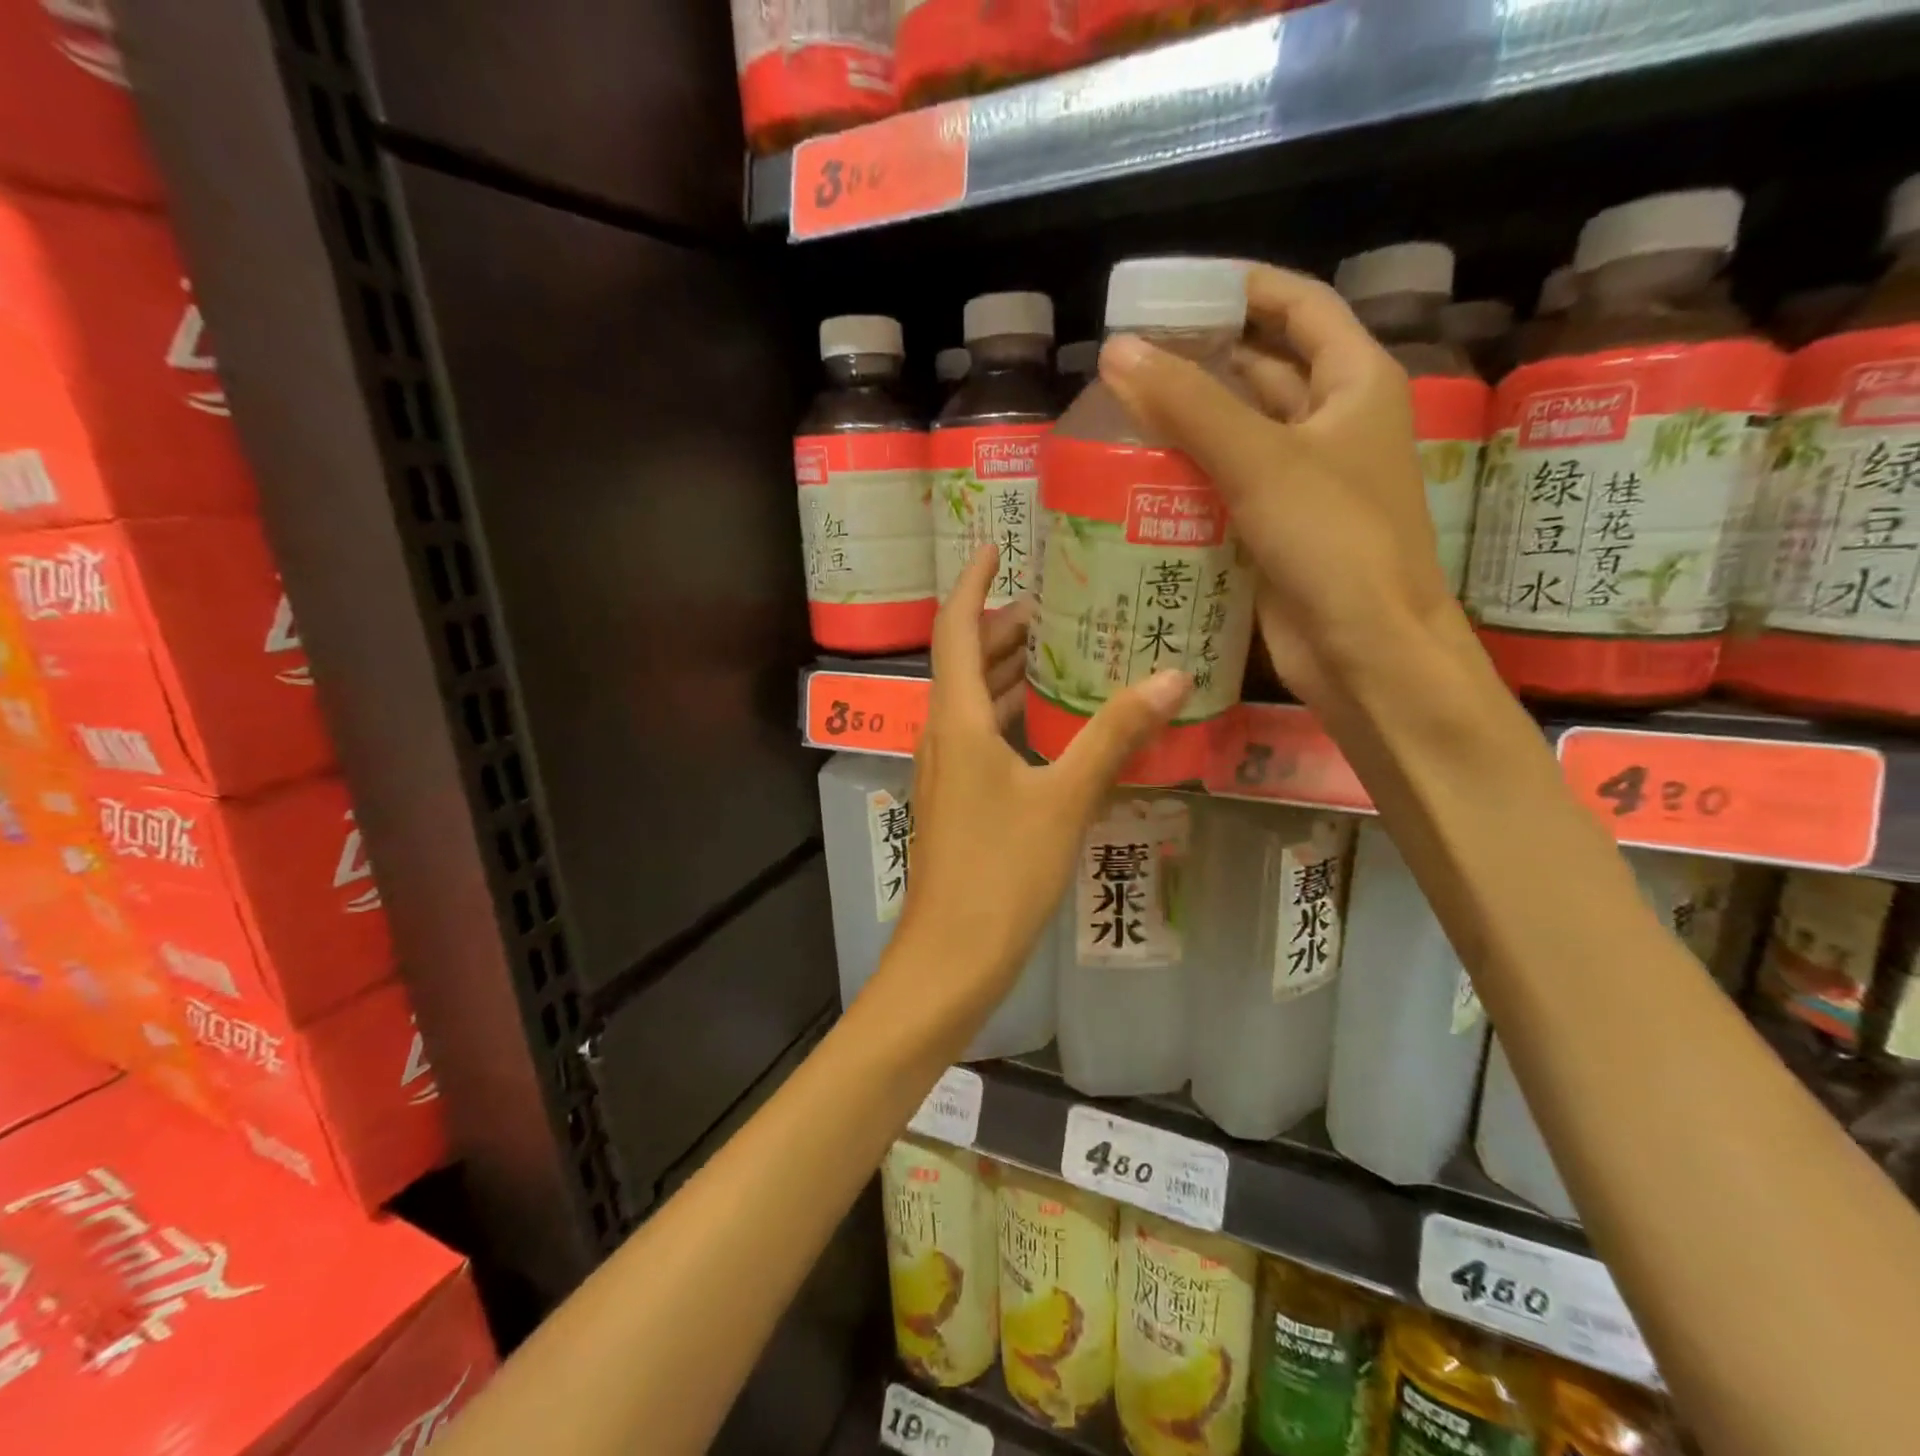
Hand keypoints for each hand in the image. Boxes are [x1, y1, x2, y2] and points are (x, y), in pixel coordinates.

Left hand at [875, 545, 1190, 1019]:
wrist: (950, 957)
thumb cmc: (1001, 873)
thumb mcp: (1064, 799)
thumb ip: (1114, 736)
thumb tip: (1171, 677)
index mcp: (957, 721)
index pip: (954, 630)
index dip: (972, 584)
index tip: (996, 548)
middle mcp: (942, 736)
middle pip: (964, 663)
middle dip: (1002, 629)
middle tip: (1058, 607)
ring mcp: (945, 772)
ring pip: (972, 703)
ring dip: (1007, 674)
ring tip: (1061, 654)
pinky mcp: (956, 802)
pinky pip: (980, 738)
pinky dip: (1010, 717)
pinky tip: (1052, 727)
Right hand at [1096, 263, 1465, 708]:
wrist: (1365, 652)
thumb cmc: (1334, 543)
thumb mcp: (1261, 461)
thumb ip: (1189, 404)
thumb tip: (1116, 352)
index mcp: (1355, 383)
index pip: (1300, 308)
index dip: (1245, 289)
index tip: (1178, 290)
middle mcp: (1333, 425)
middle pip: (1264, 371)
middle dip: (1204, 360)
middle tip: (1132, 357)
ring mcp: (1305, 482)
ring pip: (1240, 434)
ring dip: (1190, 422)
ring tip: (1122, 410)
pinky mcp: (1276, 531)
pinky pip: (1227, 488)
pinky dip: (1190, 477)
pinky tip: (1141, 475)